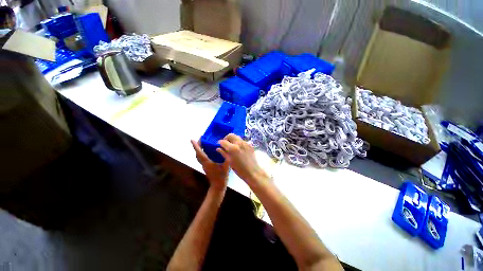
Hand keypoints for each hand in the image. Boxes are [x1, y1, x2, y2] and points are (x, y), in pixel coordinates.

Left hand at [191, 140, 228, 191]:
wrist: (218, 186)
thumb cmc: (221, 176)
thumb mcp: (225, 166)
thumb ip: (225, 157)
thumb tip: (225, 149)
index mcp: (207, 162)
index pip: (199, 153)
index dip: (195, 146)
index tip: (191, 139)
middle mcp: (203, 163)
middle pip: (197, 153)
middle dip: (197, 145)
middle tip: (201, 138)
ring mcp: (204, 165)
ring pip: (198, 156)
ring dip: (199, 149)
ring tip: (203, 142)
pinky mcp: (206, 167)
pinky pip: (201, 158)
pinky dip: (201, 152)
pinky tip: (207, 150)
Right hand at [216, 134, 268, 185]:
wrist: (253, 172)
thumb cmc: (239, 169)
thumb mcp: (229, 161)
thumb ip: (223, 153)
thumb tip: (218, 148)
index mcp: (233, 148)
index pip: (223, 141)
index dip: (219, 143)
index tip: (219, 145)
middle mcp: (239, 143)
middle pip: (230, 135)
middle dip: (226, 138)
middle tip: (225, 144)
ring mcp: (245, 143)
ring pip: (237, 137)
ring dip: (232, 140)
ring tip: (231, 146)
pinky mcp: (250, 145)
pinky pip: (242, 141)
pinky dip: (238, 143)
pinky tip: (238, 149)